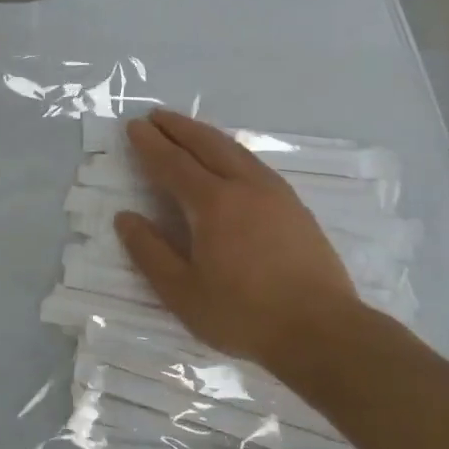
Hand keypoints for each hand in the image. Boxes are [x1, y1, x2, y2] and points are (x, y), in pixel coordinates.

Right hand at [114, 109, 363, 375]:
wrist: (323, 332)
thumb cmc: (244, 314)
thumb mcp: (182, 292)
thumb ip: (149, 252)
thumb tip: (125, 217)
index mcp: (213, 203)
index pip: (173, 163)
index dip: (150, 144)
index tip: (134, 126)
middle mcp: (245, 187)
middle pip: (207, 145)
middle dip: (179, 127)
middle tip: (156, 116)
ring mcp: (276, 195)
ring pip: (235, 150)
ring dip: (206, 135)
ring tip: (188, 129)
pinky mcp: (296, 208)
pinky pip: (254, 164)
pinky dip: (231, 151)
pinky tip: (230, 161)